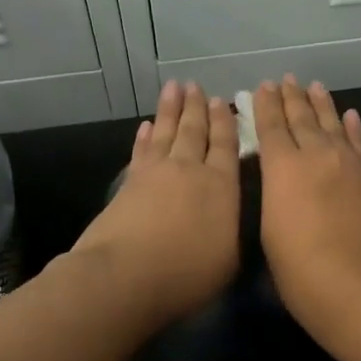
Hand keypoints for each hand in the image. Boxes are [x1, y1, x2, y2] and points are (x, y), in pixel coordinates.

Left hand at [72, 79, 239, 326]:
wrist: (126, 275)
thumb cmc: (187, 274)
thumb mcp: (229, 260)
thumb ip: (233, 231)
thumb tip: (232, 216)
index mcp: (222, 187)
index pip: (227, 146)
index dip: (225, 123)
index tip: (224, 102)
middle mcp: (190, 170)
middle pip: (195, 131)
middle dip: (198, 107)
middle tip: (197, 85)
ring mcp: (156, 173)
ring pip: (167, 132)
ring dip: (171, 109)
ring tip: (174, 87)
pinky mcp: (129, 184)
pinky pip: (141, 151)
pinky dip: (145, 136)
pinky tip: (146, 125)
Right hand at [253, 76, 360, 343]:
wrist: (358, 288)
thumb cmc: (300, 271)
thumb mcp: (269, 233)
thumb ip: (274, 197)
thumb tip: (279, 180)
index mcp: (283, 169)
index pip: (271, 127)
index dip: (265, 106)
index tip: (262, 88)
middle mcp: (316, 156)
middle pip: (302, 118)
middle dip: (291, 98)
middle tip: (285, 80)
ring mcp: (348, 166)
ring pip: (332, 124)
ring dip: (321, 103)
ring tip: (313, 86)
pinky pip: (358, 144)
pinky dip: (352, 127)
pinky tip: (350, 115)